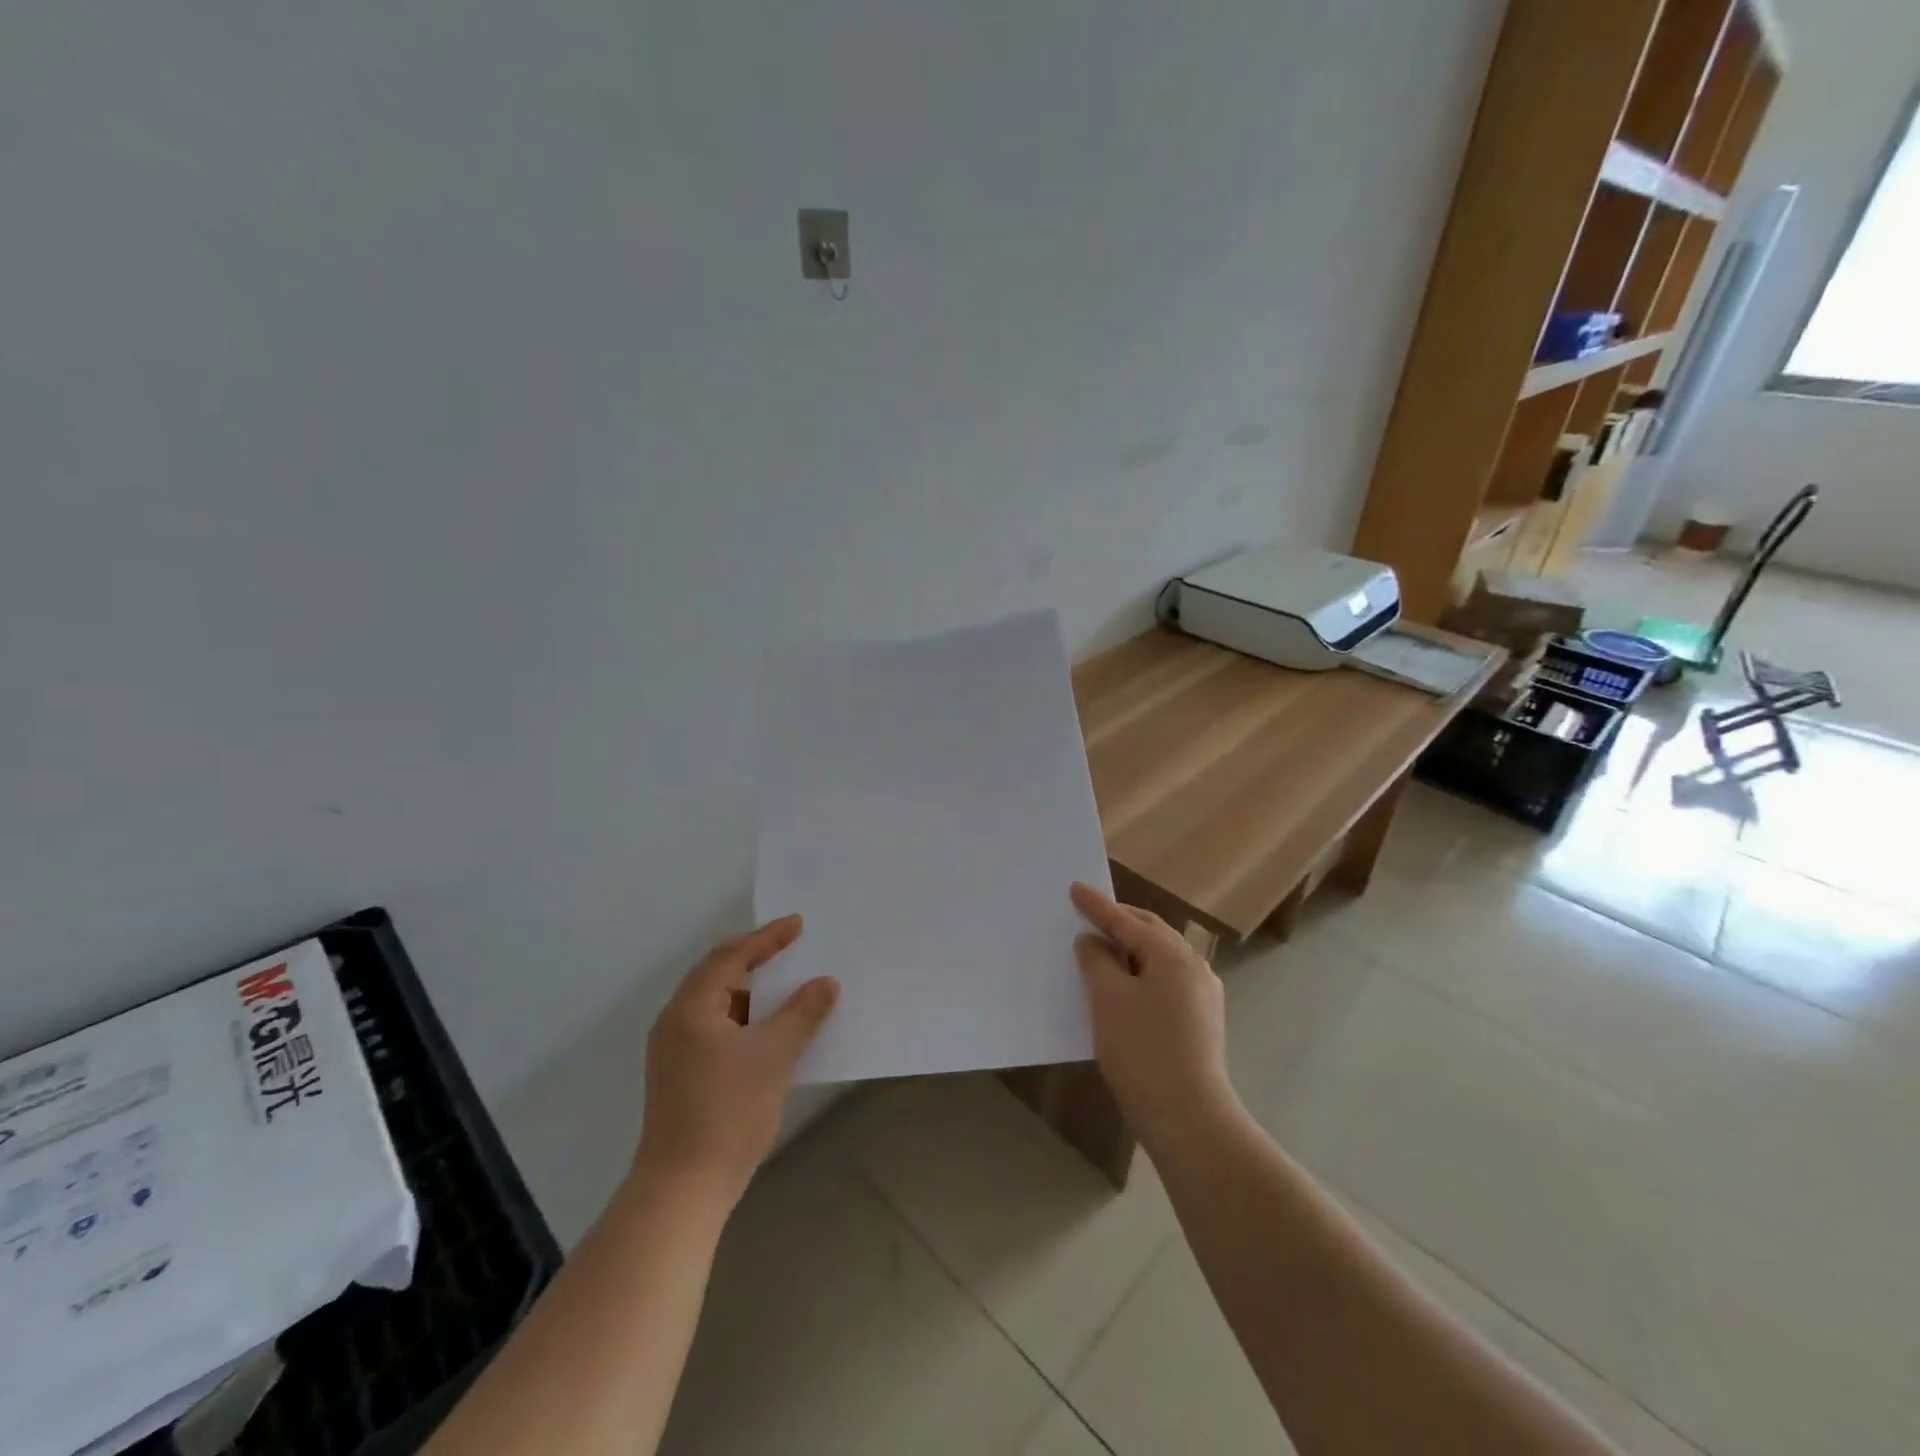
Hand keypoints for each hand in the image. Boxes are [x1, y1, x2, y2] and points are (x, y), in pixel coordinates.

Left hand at [634, 916, 839, 1207]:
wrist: (683, 1189)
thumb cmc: (727, 1112)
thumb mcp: (774, 1056)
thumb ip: (802, 1013)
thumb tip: (826, 983)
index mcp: (691, 1008)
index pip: (731, 956)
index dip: (767, 938)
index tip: (799, 924)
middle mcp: (676, 1022)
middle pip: (719, 976)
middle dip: (757, 961)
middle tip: (793, 949)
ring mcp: (675, 1052)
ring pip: (719, 1006)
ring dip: (753, 995)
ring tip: (789, 990)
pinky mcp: (682, 1076)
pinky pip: (718, 1030)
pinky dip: (746, 1022)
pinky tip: (772, 1033)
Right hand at [1070, 883, 1236, 1149]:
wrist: (1189, 1120)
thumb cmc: (1143, 1052)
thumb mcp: (1108, 1000)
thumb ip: (1096, 961)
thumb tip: (1093, 942)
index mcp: (1173, 956)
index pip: (1126, 921)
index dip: (1097, 905)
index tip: (1075, 888)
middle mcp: (1194, 968)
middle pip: (1151, 933)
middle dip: (1120, 922)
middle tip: (1090, 914)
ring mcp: (1202, 996)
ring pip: (1160, 958)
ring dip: (1131, 949)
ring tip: (1103, 949)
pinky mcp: (1201, 1022)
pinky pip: (1166, 981)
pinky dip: (1141, 973)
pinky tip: (1124, 988)